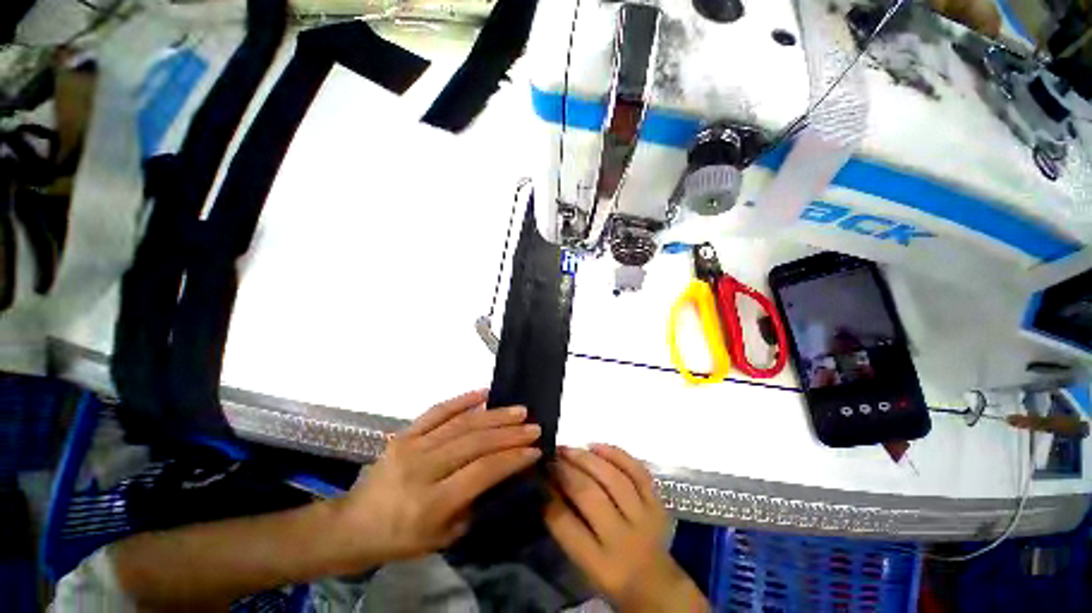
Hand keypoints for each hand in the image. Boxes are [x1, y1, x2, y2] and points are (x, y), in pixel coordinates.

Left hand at [332, 390, 540, 568]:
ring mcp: (411, 446)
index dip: (512, 458)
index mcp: (432, 503)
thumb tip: (503, 471)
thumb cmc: (401, 539)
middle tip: (533, 425)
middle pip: (475, 443)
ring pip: (461, 423)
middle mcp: (422, 469)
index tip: (535, 449)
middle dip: (510, 433)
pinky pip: (437, 411)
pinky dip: (463, 399)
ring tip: (518, 410)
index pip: (482, 472)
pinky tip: (484, 392)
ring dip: (494, 414)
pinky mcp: (404, 433)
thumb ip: (474, 503)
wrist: (352, 524)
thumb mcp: (443, 537)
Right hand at [545, 445, 707, 612]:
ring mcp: (645, 517)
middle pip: (590, 495)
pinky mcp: (658, 502)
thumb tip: (547, 486)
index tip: (538, 475)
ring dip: (587, 459)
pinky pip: (637, 470)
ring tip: (569, 449)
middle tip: (551, 457)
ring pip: (613, 478)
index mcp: (602, 565)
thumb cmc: (612, 576)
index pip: (567, 524)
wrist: (658, 585)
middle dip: (566, 471)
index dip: (549, 495)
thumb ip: (566, 526)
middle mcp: (624, 539)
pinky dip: (615, 454)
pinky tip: (596, 446)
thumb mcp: (583, 563)